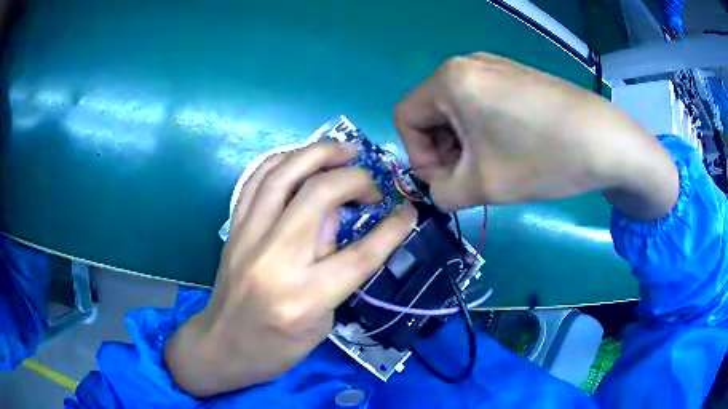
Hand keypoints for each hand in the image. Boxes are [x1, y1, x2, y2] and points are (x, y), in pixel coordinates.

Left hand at [165, 143, 416, 396]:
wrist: (225, 346)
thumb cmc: (278, 347)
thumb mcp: (322, 321)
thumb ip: (334, 269)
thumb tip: (339, 218)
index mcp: (305, 296)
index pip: (359, 253)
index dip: (391, 228)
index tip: (408, 211)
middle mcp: (275, 258)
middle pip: (319, 196)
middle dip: (354, 179)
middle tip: (371, 183)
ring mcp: (248, 237)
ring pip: (284, 175)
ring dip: (318, 153)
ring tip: (343, 149)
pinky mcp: (233, 229)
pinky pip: (256, 180)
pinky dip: (282, 160)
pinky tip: (300, 157)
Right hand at [395, 53, 677, 218]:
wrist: (605, 141)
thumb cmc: (541, 158)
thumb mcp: (482, 186)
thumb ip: (441, 192)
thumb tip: (437, 186)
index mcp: (449, 80)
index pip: (405, 117)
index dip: (417, 154)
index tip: (446, 179)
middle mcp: (466, 63)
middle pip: (431, 111)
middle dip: (444, 150)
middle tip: (472, 178)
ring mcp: (495, 66)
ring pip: (458, 108)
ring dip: (465, 143)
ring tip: (494, 166)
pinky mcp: (516, 75)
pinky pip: (482, 101)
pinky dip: (485, 129)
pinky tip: (512, 147)